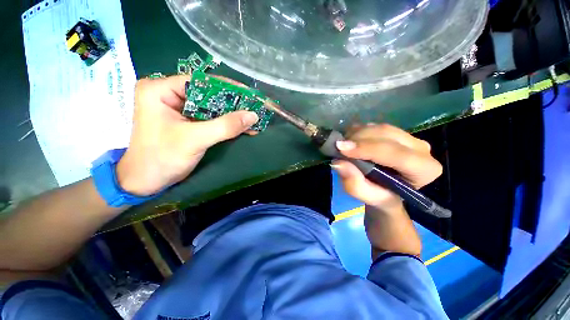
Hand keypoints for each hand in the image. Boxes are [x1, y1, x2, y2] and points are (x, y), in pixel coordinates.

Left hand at [116, 75, 258, 195]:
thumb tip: (253, 115)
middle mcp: (168, 94)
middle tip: (253, 108)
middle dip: (232, 104)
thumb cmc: (162, 158)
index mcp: (160, 90)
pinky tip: (242, 127)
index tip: (248, 95)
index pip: (200, 82)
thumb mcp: (195, 139)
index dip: (226, 88)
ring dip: (232, 116)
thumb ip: (225, 126)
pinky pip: (210, 119)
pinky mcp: (186, 122)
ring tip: (252, 119)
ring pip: (211, 107)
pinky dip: (226, 124)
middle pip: (207, 94)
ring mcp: (178, 109)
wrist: (146, 182)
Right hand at [331, 124, 442, 210]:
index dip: (367, 149)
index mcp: (424, 170)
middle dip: (359, 139)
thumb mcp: (366, 197)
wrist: (386, 190)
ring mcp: (410, 137)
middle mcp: (422, 149)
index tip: (341, 148)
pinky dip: (360, 131)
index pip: (396, 154)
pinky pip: (376, 125)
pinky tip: (351, 140)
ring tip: (343, 145)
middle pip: (387, 135)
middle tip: (338, 146)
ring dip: (357, 134)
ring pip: (380, 128)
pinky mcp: (397, 132)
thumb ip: (355, 185)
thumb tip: (338, 163)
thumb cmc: (379, 196)